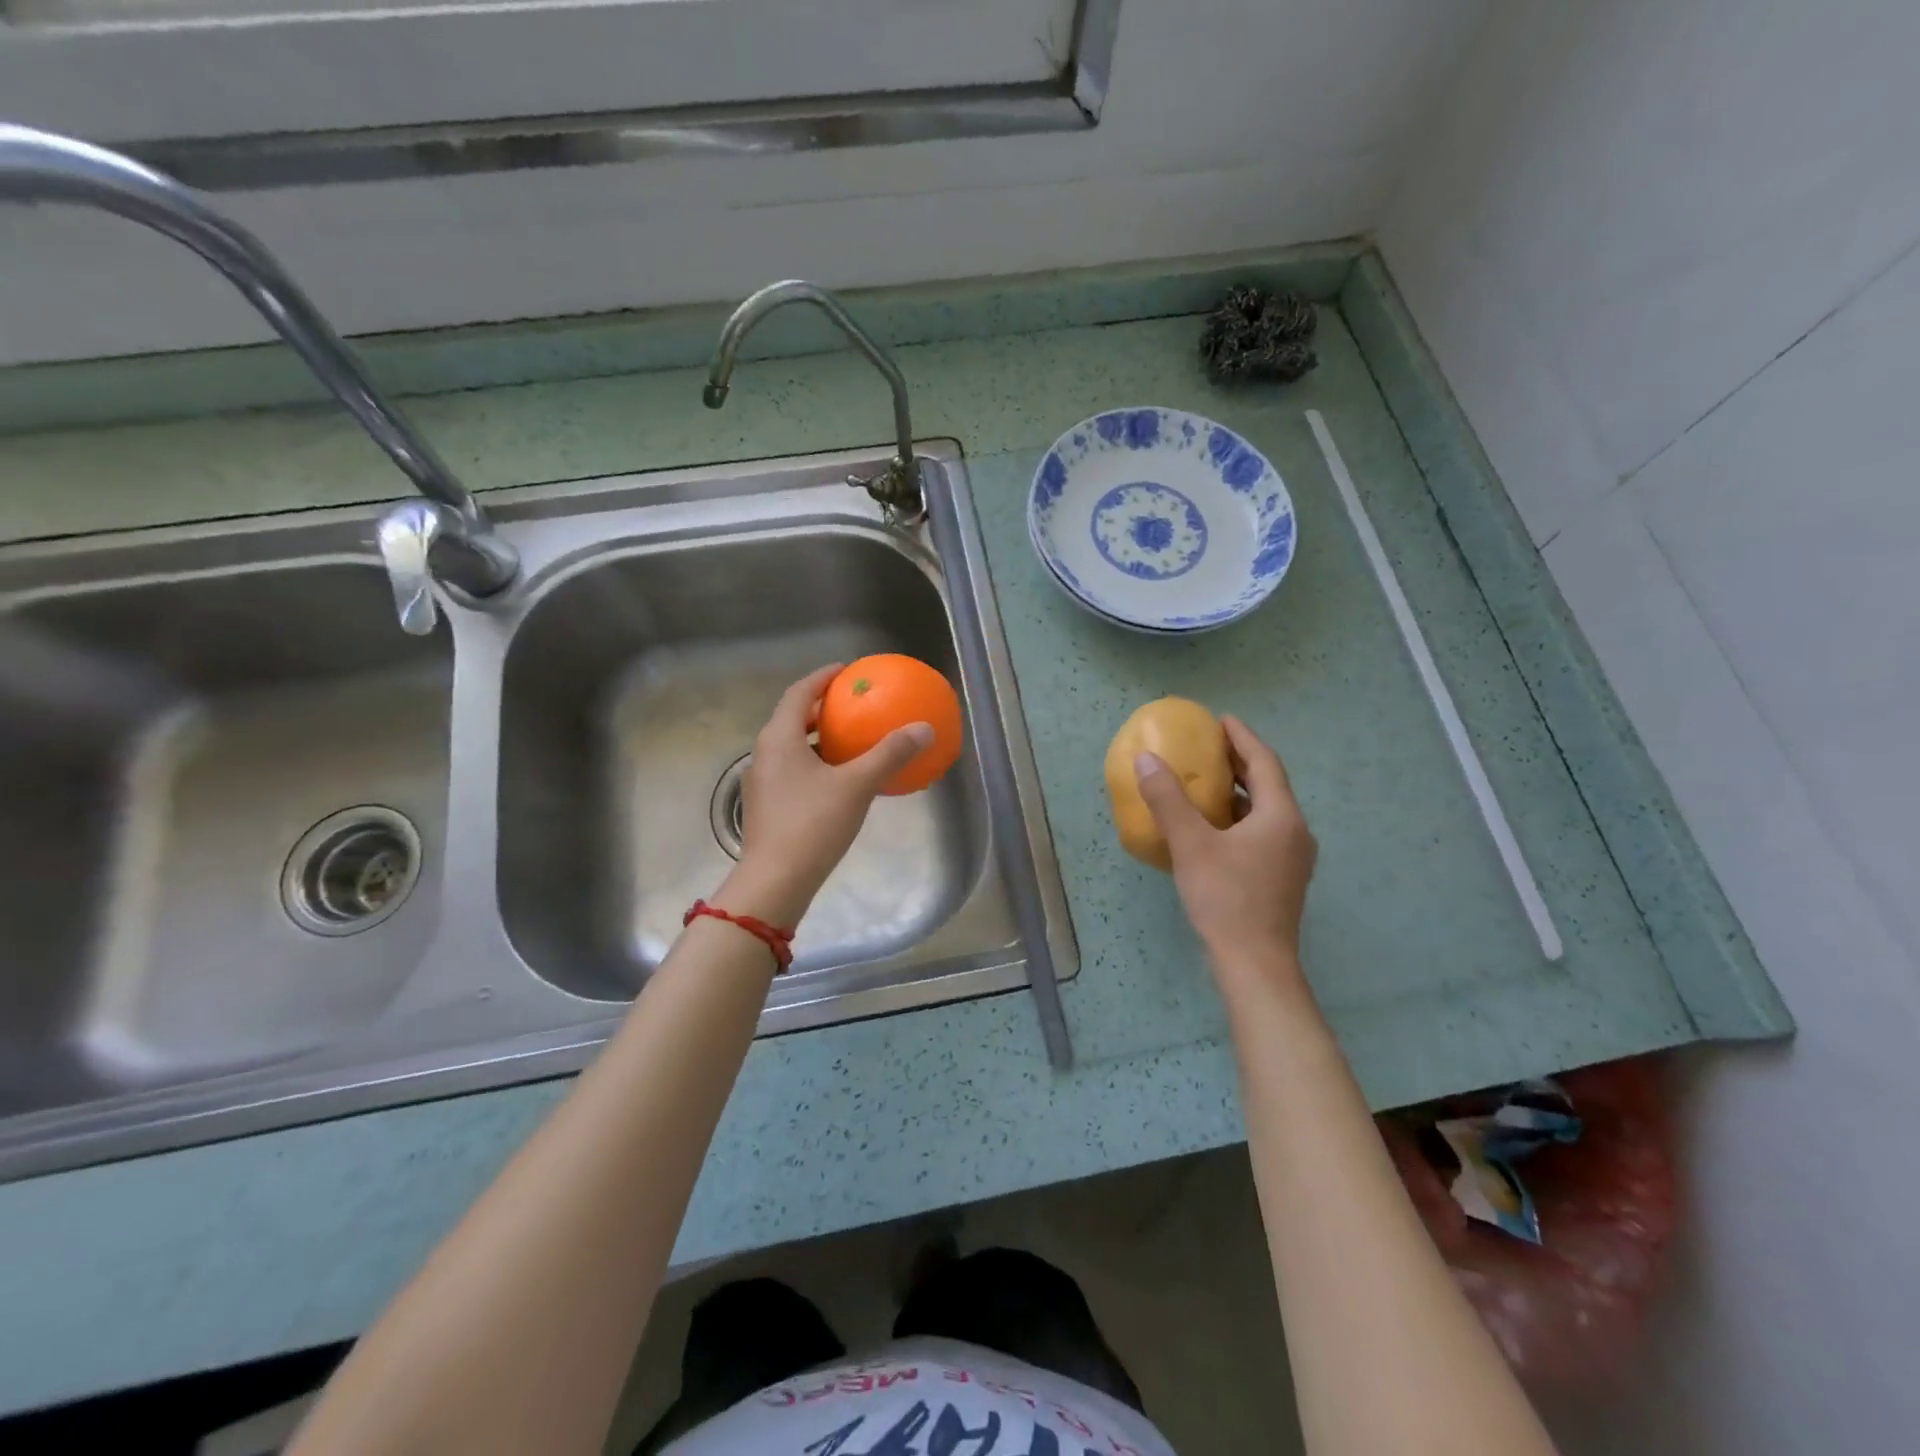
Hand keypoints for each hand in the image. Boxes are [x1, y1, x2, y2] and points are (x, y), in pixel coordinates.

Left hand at [716, 664, 933, 928]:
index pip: (799, 692)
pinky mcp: (767, 806)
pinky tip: (839, 780)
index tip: (847, 671)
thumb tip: (924, 728)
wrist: (775, 881)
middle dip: (821, 708)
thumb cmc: (812, 824)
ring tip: (850, 740)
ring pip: (792, 747)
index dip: (822, 678)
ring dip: (818, 738)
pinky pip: (792, 770)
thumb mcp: (857, 785)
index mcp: (779, 738)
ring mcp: (762, 782)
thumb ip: (890, 754)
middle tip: (853, 704)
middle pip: (793, 718)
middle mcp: (764, 753)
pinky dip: (815, 763)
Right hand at [1134, 715, 1317, 991]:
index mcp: (1281, 817)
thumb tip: (1146, 759)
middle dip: (1240, 763)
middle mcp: (1295, 832)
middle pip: (1269, 785)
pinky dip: (1240, 818)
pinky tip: (1214, 828)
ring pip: (1267, 811)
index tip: (1221, 720)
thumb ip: (1168, 800)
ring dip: (1240, 792)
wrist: (1256, 964)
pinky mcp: (1282, 878)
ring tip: (1208, 782)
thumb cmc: (1226, 899)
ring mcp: (1292, 858)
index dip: (1243, 738)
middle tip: (1210, 747)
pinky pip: (1263, 832)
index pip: (1265, 763)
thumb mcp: (1191, 845)